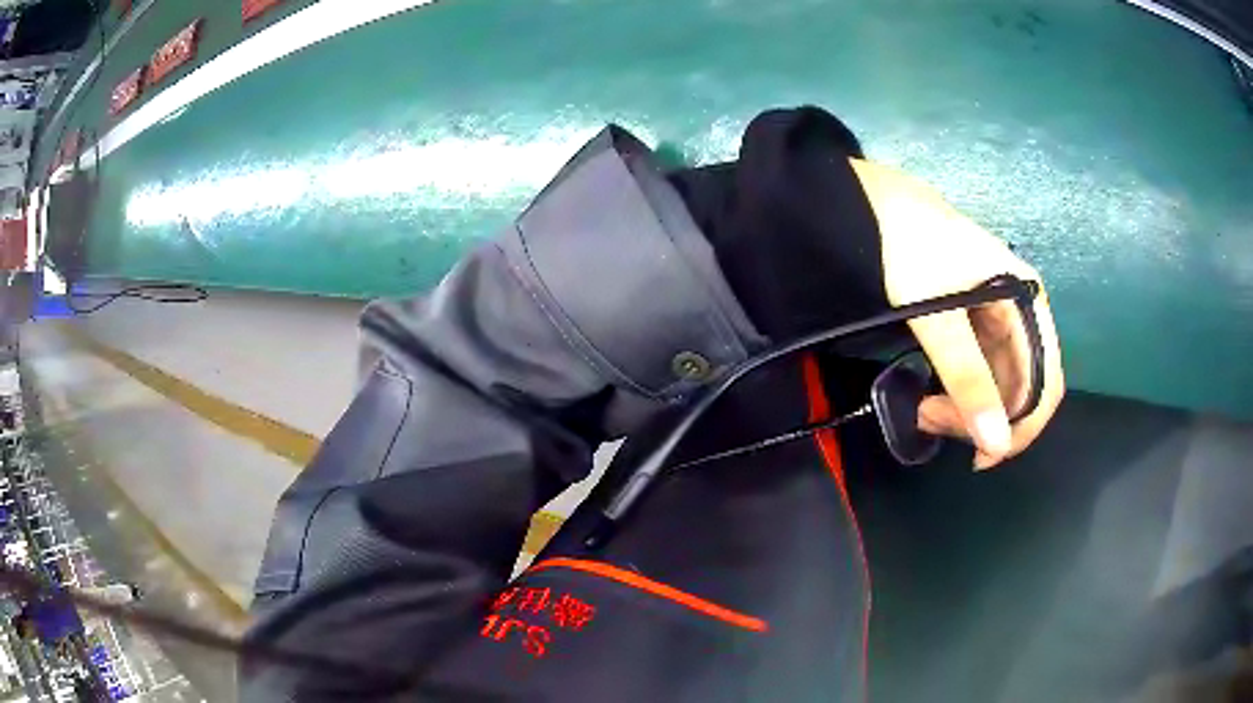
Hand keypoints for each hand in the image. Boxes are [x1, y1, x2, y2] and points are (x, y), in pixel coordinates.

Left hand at [849, 159, 1064, 469]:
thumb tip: (996, 443)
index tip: (980, 457)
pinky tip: (932, 398)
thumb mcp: (938, 316)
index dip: (1021, 428)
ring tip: (924, 413)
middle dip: (983, 419)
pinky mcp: (976, 319)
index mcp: (1028, 303)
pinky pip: (980, 368)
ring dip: (967, 408)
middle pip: (1021, 386)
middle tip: (932, 424)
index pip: (1045, 383)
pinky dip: (959, 390)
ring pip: (998, 381)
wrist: (874, 205)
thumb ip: (968, 377)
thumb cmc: (911, 249)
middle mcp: (1022, 311)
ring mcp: (1000, 315)